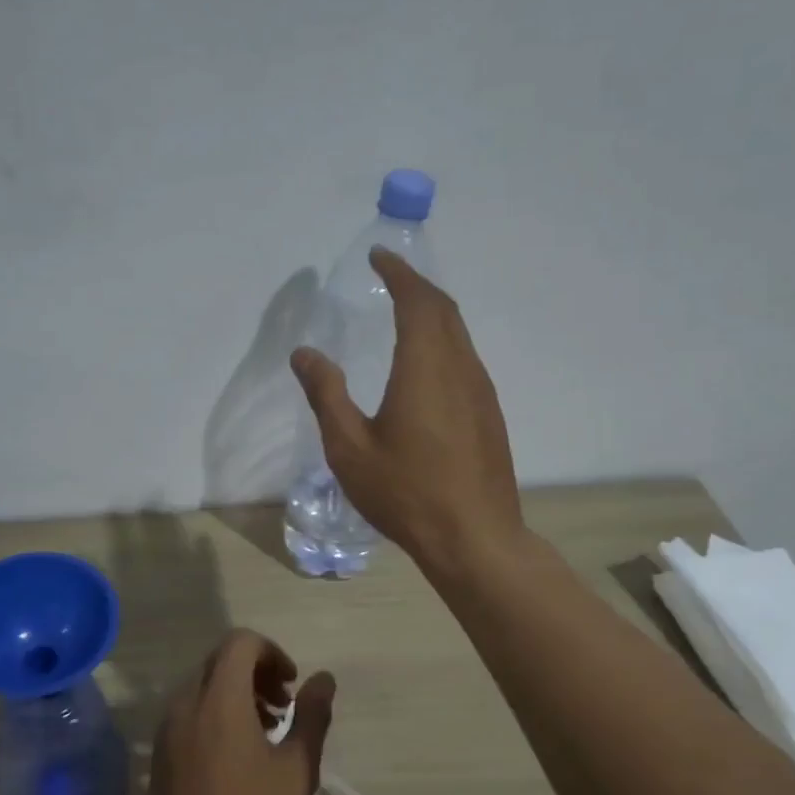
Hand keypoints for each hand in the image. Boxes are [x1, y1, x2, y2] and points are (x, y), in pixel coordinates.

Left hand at [148, 630, 335, 794]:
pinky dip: (216, 712)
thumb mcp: (296, 768)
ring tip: (265, 732)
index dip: (272, 653)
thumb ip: (312, 715)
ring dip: (237, 692)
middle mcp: (187, 701)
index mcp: (220, 698)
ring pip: (205, 685)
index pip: (241, 642)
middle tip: (283, 707)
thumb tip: (323, 679)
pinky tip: (236, 753)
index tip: (291, 686)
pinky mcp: (160, 749)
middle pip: (222, 660)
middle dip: (257, 672)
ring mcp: (168, 726)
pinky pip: (191, 710)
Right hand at [290, 248, 523, 573]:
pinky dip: (444, 341)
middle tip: (390, 279)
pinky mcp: (489, 413)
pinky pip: (466, 358)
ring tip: (405, 313)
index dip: (398, 274)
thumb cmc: (405, 492)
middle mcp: (460, 368)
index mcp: (426, 367)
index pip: (417, 301)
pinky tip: (426, 364)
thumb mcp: (349, 448)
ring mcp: (481, 391)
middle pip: (444, 310)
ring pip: (459, 334)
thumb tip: (305, 353)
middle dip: (417, 286)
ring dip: (434, 313)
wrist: (473, 536)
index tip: (378, 258)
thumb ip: (326, 395)